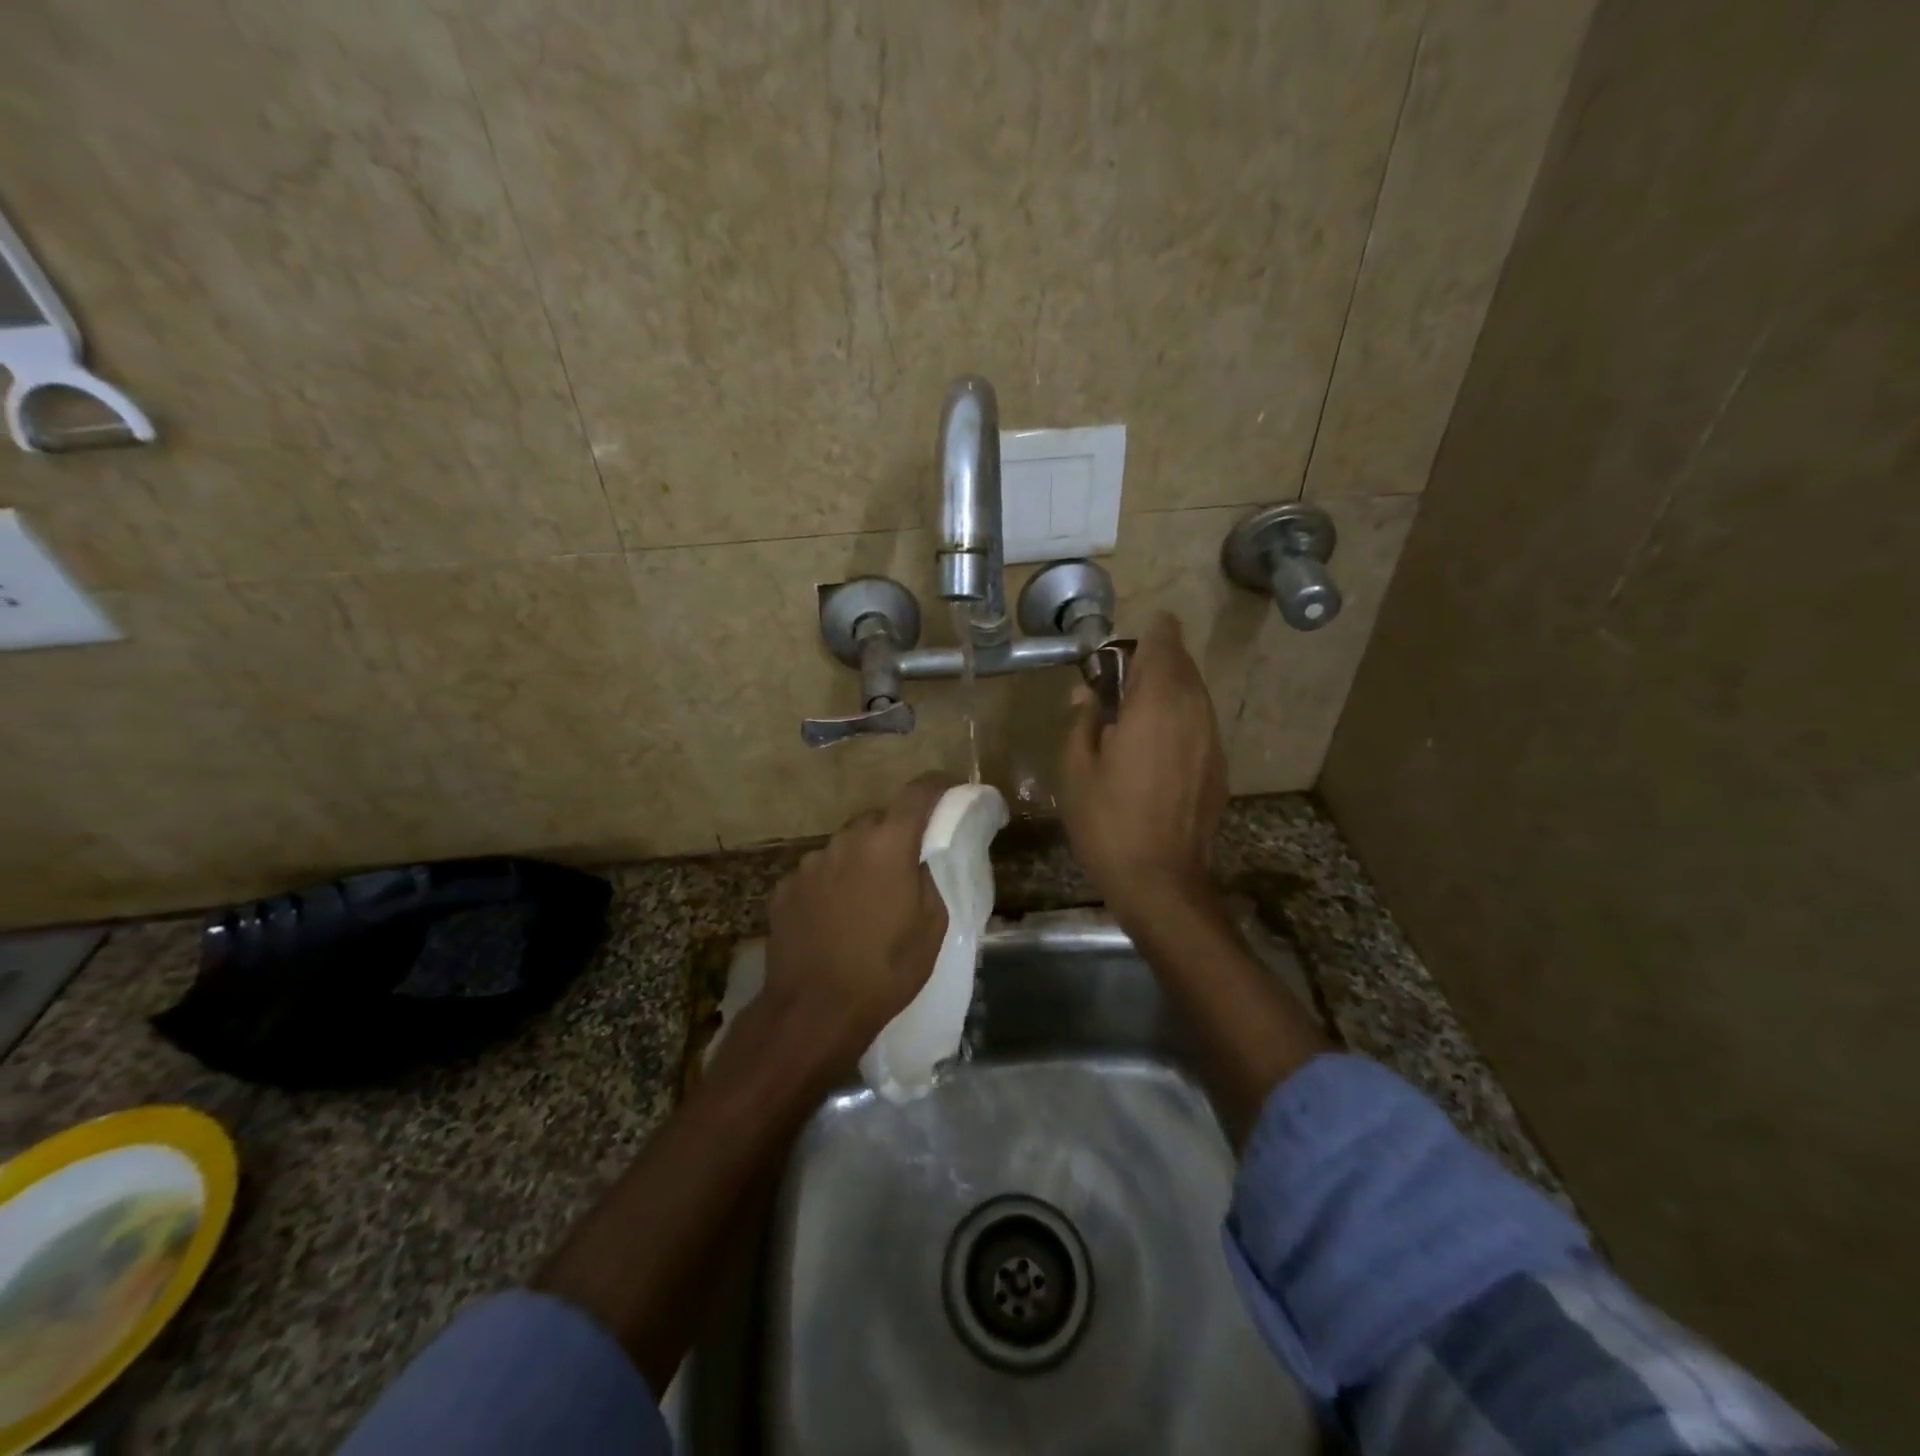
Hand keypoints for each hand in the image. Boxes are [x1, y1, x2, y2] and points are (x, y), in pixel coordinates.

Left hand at [764, 772, 953, 1066]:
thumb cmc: (885, 970)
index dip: (939, 785)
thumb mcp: (932, 927)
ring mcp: (810, 862)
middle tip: (909, 864)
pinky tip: (835, 918)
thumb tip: (920, 859)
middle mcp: (846, 840)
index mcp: (888, 844)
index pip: (918, 792)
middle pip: (879, 819)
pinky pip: (820, 872)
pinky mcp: (786, 887)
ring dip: (863, 859)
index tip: (951, 790)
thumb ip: (929, 878)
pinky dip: (833, 883)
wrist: (813, 1010)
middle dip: (897, 832)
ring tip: (869, 899)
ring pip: (847, 846)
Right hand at [1061, 613, 1226, 911]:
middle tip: (1117, 682)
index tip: (1122, 645)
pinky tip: (1152, 748)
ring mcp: (1212, 740)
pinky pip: (1199, 724)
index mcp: (1156, 703)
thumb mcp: (1076, 769)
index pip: (1163, 643)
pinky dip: (1178, 720)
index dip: (1148, 633)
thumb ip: (1083, 721)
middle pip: (1182, 665)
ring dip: (1166, 691)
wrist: (1161, 882)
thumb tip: (1089, 696)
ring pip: (1194, 694)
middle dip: (1153, 662)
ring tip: (1132, 713)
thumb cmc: (1108, 822)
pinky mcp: (1218, 767)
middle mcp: (1193, 711)